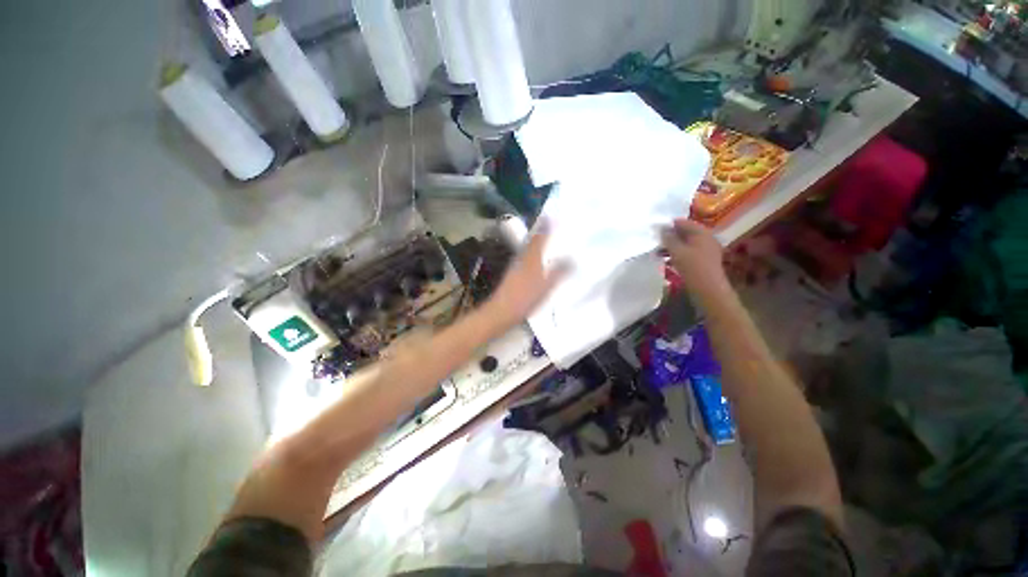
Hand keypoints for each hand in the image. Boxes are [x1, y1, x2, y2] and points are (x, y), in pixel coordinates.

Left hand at [487, 221, 569, 325]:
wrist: (502, 311)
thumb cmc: (526, 297)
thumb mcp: (547, 285)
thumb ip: (559, 272)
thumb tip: (572, 258)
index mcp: (532, 258)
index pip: (539, 237)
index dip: (545, 226)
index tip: (551, 215)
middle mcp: (522, 258)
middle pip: (532, 242)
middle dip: (541, 233)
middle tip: (552, 226)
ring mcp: (516, 268)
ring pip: (528, 251)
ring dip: (536, 244)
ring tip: (548, 242)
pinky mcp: (513, 277)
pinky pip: (525, 261)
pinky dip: (532, 256)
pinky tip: (537, 263)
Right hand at [660, 218, 730, 303]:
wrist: (708, 289)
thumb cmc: (692, 267)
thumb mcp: (677, 251)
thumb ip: (668, 238)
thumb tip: (661, 228)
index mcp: (701, 232)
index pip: (682, 222)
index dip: (668, 225)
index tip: (654, 230)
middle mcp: (705, 238)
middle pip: (684, 232)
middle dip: (669, 236)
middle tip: (655, 241)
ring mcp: (705, 250)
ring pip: (685, 244)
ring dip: (671, 247)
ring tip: (657, 252)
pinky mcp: (702, 260)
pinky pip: (687, 252)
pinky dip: (677, 254)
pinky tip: (666, 260)